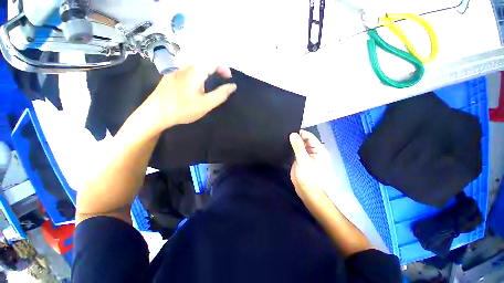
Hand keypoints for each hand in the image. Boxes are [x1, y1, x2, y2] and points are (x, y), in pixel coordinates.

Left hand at [144, 65, 236, 131]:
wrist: (156, 113)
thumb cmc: (183, 109)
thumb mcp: (206, 104)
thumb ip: (221, 94)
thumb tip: (233, 86)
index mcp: (195, 71)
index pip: (213, 62)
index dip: (223, 68)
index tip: (229, 78)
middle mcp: (185, 66)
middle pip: (204, 62)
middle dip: (216, 69)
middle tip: (222, 79)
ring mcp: (175, 70)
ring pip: (195, 66)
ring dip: (207, 71)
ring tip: (212, 82)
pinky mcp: (170, 76)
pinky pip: (187, 71)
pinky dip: (197, 74)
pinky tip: (196, 85)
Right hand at [289, 130, 334, 205]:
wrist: (307, 192)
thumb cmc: (308, 177)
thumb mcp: (303, 160)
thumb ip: (298, 147)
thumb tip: (293, 134)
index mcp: (319, 150)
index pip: (310, 136)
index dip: (300, 133)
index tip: (289, 131)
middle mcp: (314, 152)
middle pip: (305, 140)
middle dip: (296, 138)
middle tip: (285, 136)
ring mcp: (307, 156)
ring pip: (300, 146)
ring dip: (293, 143)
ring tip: (283, 140)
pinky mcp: (302, 160)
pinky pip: (297, 151)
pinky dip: (292, 149)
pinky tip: (285, 147)